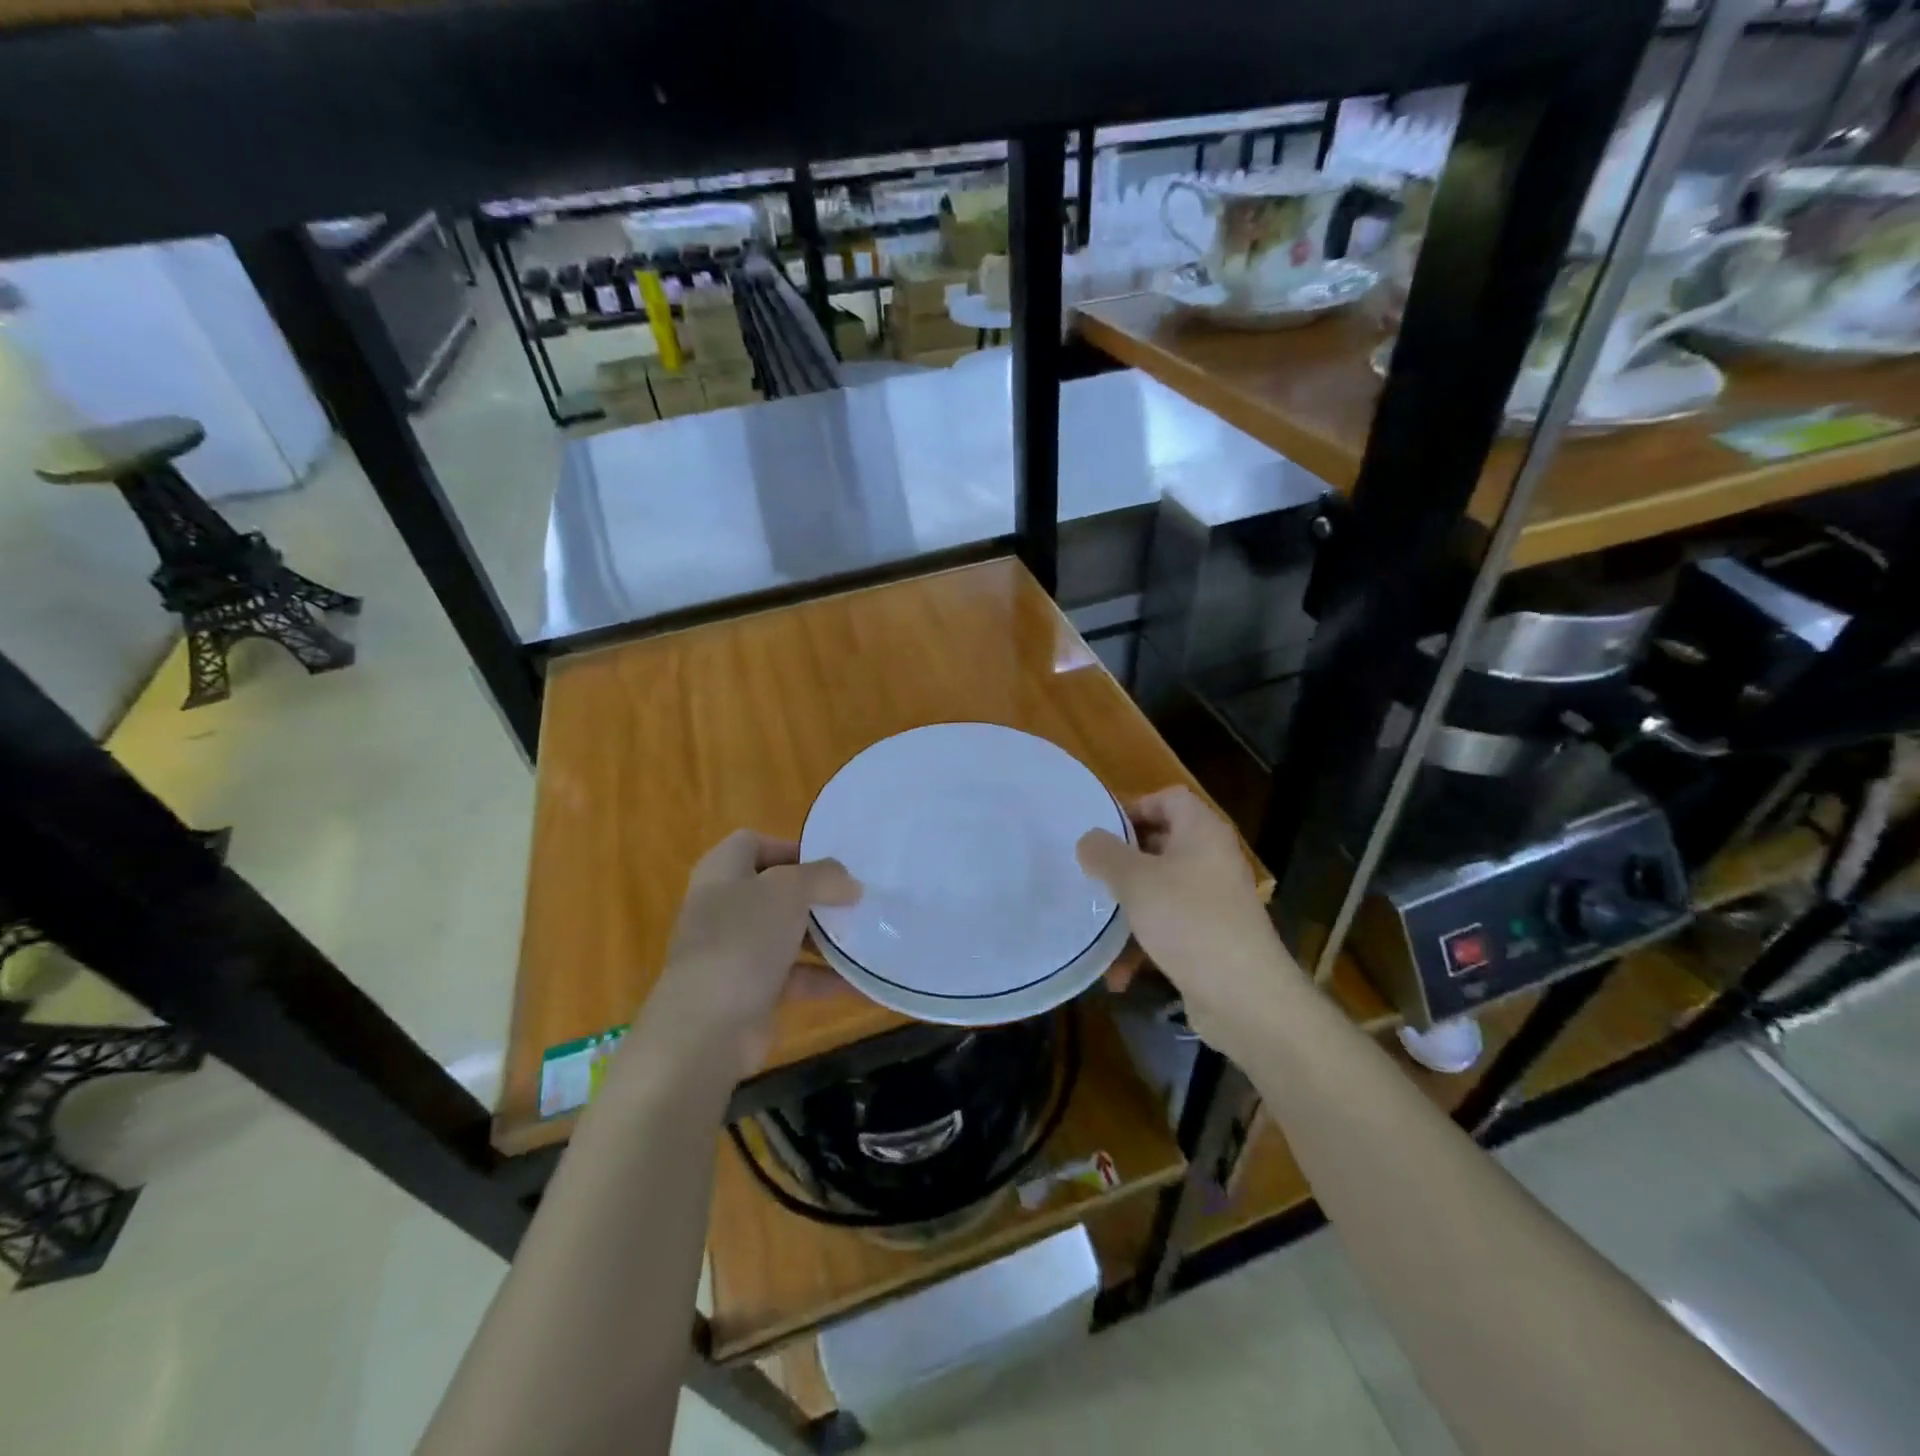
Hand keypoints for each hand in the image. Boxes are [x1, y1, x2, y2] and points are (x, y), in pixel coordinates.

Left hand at [644, 831, 860, 1075]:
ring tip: (864, 936)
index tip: (829, 866)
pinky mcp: (749, 991)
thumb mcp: (788, 891)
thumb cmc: (743, 939)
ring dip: (823, 936)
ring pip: (786, 934)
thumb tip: (850, 884)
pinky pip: (793, 976)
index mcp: (721, 873)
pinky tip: (858, 981)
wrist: (707, 1027)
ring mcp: (735, 951)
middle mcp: (724, 907)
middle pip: (774, 890)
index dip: (789, 848)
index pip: (753, 844)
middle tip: (854, 900)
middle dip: (815, 895)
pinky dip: (823, 977)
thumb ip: (823, 877)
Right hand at [1077, 787, 1299, 1049]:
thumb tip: (1089, 840)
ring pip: (1161, 891)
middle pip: (1161, 844)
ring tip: (1096, 928)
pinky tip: (1118, 974)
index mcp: (1202, 832)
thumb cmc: (1188, 921)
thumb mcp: (1135, 881)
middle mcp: (1213, 860)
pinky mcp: (1211, 939)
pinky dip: (1144, 944)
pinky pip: (1170, 929)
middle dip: (1123, 862)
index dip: (1133, 807)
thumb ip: (1105, 854)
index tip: (1100, 833)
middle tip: (1090, 874)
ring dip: (1128, 910)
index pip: (1168, 798)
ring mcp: (1215, 901)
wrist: (1245, 998)